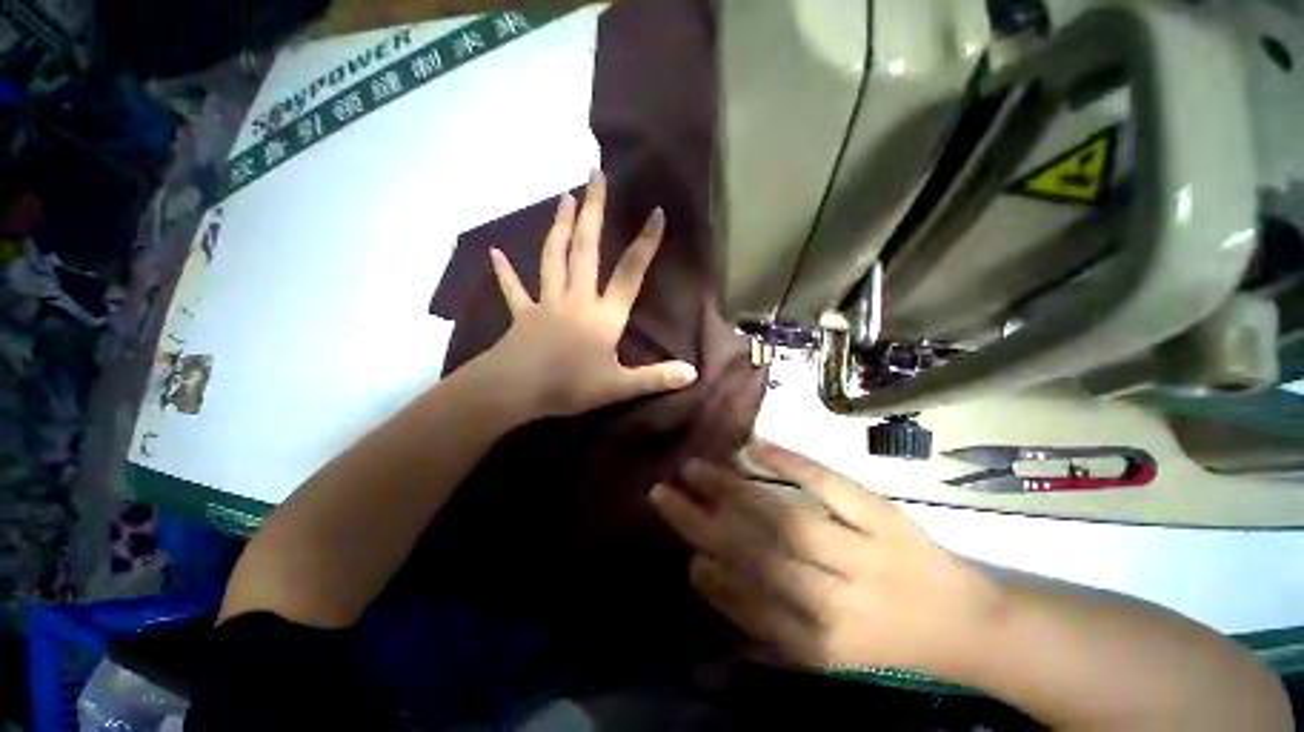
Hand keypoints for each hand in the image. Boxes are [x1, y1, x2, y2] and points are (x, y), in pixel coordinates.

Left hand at [484, 170, 698, 419]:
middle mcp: (576, 298)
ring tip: (564, 197)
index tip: (656, 212)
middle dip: (593, 211)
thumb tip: (694, 373)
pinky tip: (494, 253)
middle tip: (595, 175)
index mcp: (603, 315)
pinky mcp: (522, 314)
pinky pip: (513, 289)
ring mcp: (546, 302)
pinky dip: (504, 272)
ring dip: (560, 227)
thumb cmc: (569, 387)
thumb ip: (656, 378)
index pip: (630, 273)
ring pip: (553, 257)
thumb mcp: (618, 387)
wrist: (515, 391)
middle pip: (586, 249)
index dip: (645, 243)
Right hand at [650, 440, 1002, 675]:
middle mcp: (836, 598)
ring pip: (783, 517)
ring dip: (732, 489)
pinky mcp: (882, 517)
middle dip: (701, 522)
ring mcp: (861, 551)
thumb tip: (709, 583)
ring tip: (696, 468)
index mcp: (821, 642)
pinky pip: (830, 485)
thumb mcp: (828, 659)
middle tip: (664, 492)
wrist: (968, 625)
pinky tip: (756, 444)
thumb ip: (767, 635)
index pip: (747, 605)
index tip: (681, 548)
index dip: (709, 577)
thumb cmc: (888, 643)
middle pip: (757, 554)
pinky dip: (792, 462)